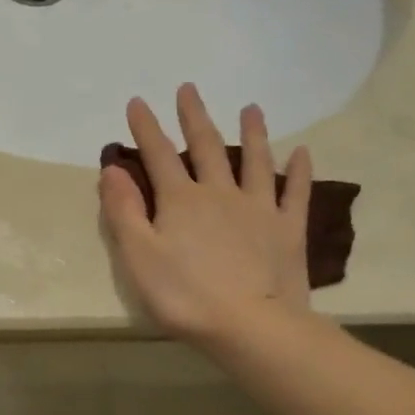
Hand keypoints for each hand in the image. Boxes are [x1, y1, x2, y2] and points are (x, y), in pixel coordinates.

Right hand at [99, 84, 314, 350]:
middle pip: (207, 147)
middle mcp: (220, 193)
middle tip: (189, 89)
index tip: (138, 102)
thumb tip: (112, 168)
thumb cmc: (184, 295)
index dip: (146, 128)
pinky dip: (299, 171)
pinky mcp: (288, 229)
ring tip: (251, 108)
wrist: (250, 326)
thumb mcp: (138, 256)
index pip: (159, 154)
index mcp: (181, 200)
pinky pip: (295, 192)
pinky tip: (303, 152)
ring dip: (252, 132)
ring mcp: (259, 209)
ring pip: (255, 160)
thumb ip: (123, 211)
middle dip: (194, 117)